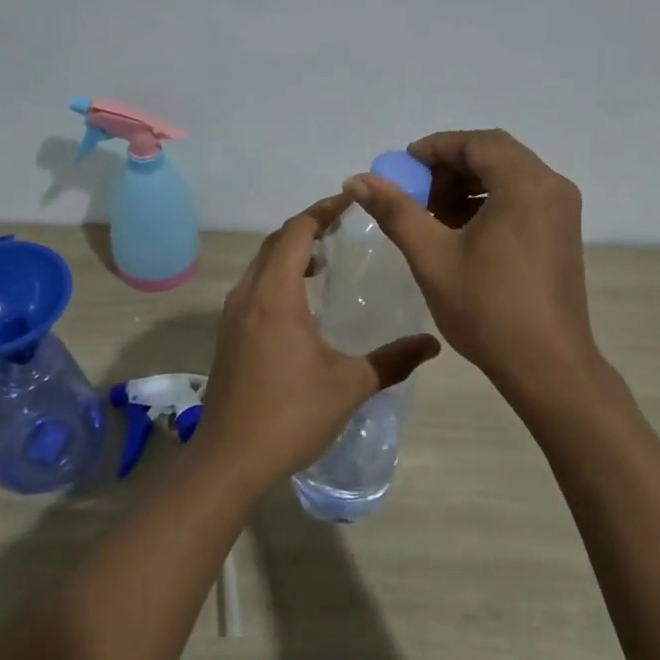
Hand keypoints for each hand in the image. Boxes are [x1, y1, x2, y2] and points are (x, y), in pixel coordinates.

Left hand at [194, 192, 440, 487]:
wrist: (229, 459)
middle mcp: (248, 295)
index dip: (323, 210)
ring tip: (325, 259)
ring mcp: (232, 315)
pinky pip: (254, 286)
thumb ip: (392, 360)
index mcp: (276, 295)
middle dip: (308, 226)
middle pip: (276, 242)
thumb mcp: (349, 386)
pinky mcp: (228, 334)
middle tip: (343, 226)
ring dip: (290, 252)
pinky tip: (301, 301)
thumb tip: (432, 344)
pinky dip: (277, 276)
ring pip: (261, 264)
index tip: (351, 201)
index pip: (297, 231)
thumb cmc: (290, 415)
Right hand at [346, 130, 599, 410]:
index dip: (435, 149)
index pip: (477, 143)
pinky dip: (488, 203)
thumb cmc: (488, 309)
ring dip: (467, 186)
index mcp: (525, 185)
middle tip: (414, 194)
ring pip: (507, 177)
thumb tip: (357, 179)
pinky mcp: (562, 233)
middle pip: (494, 155)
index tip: (401, 169)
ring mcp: (561, 211)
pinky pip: (521, 199)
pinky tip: (460, 233)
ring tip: (432, 217)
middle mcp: (551, 187)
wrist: (548, 367)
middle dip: (449, 168)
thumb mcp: (432, 256)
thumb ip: (395, 211)